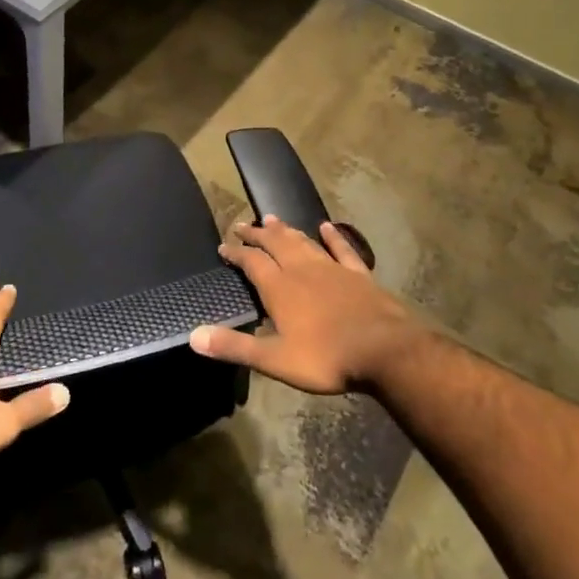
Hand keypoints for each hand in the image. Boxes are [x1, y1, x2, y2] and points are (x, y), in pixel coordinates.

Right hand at [191, 217, 418, 393]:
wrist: (384, 350)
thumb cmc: (326, 357)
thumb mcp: (274, 359)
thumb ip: (235, 347)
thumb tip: (194, 336)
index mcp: (280, 288)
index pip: (252, 262)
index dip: (236, 253)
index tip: (223, 247)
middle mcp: (302, 269)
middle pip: (275, 244)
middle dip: (256, 234)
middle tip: (242, 225)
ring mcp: (332, 268)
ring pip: (303, 242)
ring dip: (286, 230)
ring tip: (272, 219)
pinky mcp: (358, 274)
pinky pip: (342, 249)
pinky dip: (333, 237)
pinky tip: (327, 226)